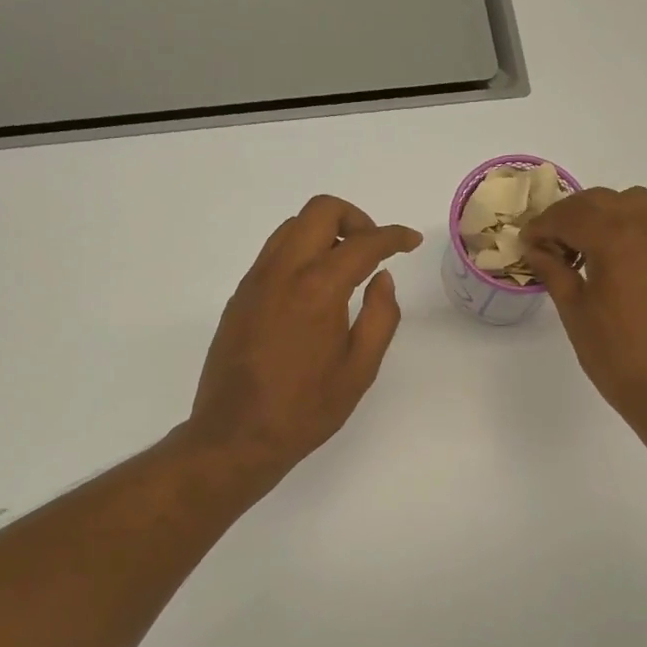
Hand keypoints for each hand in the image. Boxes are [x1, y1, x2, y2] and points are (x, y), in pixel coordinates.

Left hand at [186, 195, 421, 479]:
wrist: (237, 436)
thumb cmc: (305, 410)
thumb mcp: (359, 370)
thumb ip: (380, 317)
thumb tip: (382, 279)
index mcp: (318, 289)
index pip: (362, 242)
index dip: (393, 236)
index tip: (410, 242)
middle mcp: (282, 272)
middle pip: (319, 211)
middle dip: (355, 219)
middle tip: (374, 249)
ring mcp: (254, 281)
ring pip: (291, 227)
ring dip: (325, 231)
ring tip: (345, 266)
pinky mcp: (239, 297)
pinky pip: (273, 253)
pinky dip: (300, 251)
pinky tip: (313, 288)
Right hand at [522, 186, 646, 439]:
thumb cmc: (618, 356)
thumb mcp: (576, 313)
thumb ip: (554, 272)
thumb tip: (536, 248)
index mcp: (616, 240)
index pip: (571, 215)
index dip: (543, 225)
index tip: (526, 241)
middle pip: (601, 200)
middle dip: (570, 215)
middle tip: (548, 243)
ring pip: (632, 202)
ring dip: (602, 214)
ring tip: (584, 247)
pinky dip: (627, 225)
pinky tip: (613, 259)